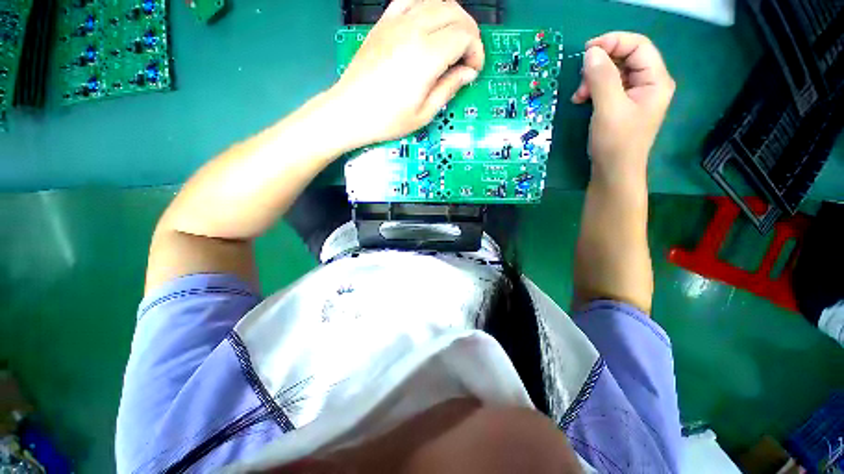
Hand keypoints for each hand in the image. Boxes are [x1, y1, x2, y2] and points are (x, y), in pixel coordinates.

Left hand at [330, 0, 484, 146]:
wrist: (350, 111)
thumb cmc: (387, 119)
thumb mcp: (424, 113)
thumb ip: (449, 88)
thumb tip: (468, 73)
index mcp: (426, 56)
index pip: (464, 36)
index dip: (476, 52)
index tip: (473, 70)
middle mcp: (414, 30)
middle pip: (455, 13)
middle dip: (469, 33)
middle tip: (467, 57)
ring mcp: (396, 22)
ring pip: (436, 1)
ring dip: (452, 18)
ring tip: (453, 42)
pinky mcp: (384, 22)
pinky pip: (411, 0)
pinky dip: (427, 7)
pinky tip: (429, 25)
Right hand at [571, 32, 674, 182]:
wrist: (613, 173)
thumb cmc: (616, 143)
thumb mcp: (608, 109)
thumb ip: (602, 78)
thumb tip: (591, 52)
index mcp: (655, 80)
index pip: (638, 45)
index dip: (613, 42)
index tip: (586, 50)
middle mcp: (648, 83)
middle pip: (626, 57)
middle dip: (600, 64)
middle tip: (581, 80)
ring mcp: (635, 95)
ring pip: (614, 72)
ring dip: (593, 78)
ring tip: (579, 95)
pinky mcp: (621, 105)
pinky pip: (608, 86)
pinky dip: (593, 89)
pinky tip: (581, 99)